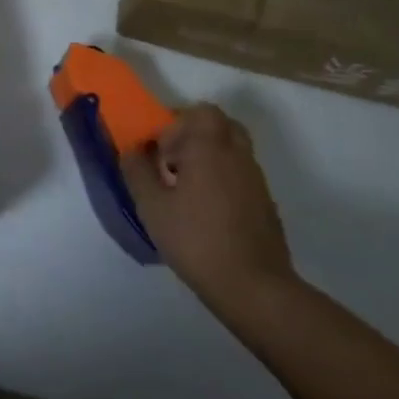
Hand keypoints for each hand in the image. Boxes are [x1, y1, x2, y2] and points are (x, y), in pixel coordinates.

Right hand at [122, 103, 296, 310]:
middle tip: (174, 161)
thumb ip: (137, 171)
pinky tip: (207, 212)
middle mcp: (238, 156)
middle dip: (195, 135)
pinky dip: (223, 179)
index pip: (201, 112)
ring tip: (187, 189)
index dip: (177, 123)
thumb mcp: (152, 206)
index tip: (161, 151)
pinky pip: (242, 175)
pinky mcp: (266, 205)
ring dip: (209, 158)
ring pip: (233, 150)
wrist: (254, 287)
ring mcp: (256, 180)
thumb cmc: (196, 240)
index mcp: (210, 148)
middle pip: (221, 125)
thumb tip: (132, 150)